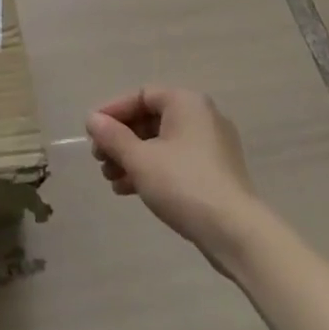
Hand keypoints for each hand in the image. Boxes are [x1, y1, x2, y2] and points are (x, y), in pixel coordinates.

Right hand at [85, 87, 256, 268]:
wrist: (236, 234)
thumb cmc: (184, 184)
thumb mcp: (140, 159)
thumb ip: (112, 137)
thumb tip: (92, 120)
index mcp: (186, 103)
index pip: (141, 96)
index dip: (113, 112)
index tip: (92, 132)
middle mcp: (201, 117)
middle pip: (150, 120)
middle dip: (121, 140)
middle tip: (99, 159)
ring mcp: (212, 147)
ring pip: (161, 144)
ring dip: (132, 158)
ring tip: (110, 179)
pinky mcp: (216, 173)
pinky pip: (176, 162)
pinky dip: (152, 171)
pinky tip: (129, 190)